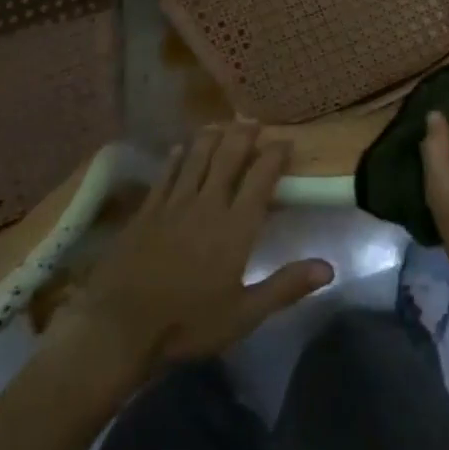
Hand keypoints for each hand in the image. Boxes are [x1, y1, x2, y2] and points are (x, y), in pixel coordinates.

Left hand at [65, 127, 332, 373]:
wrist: (119, 328)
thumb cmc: (187, 324)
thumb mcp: (244, 314)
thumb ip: (285, 287)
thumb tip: (329, 268)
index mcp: (235, 226)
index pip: (260, 179)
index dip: (274, 156)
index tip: (285, 141)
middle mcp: (207, 205)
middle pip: (228, 159)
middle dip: (243, 137)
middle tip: (252, 121)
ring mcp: (173, 205)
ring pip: (195, 159)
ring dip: (210, 139)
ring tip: (220, 124)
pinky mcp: (145, 212)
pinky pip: (165, 175)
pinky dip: (175, 159)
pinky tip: (179, 149)